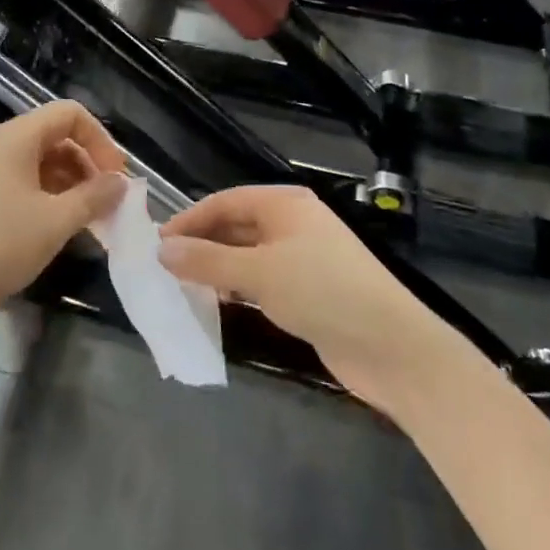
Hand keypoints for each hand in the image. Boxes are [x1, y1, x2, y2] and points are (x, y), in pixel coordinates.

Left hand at [0, 101, 127, 332]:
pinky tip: (58, 227)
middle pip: (55, 136)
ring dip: (69, 183)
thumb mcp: (56, 222)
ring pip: (39, 162)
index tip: (116, 176)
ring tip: (89, 219)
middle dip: (87, 164)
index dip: (100, 140)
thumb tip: (121, 183)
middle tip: (108, 202)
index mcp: (16, 137)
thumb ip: (94, 197)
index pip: (70, 114)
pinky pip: (21, 182)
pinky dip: (47, 196)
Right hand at [158, 184, 446, 413]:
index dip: (190, 220)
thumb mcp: (259, 272)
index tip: (157, 243)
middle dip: (202, 244)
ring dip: (217, 268)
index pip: (225, 202)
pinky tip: (219, 305)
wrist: (392, 347)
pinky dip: (238, 288)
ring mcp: (302, 258)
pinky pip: (262, 280)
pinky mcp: (308, 291)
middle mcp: (292, 224)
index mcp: (284, 204)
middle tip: (165, 267)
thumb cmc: (323, 292)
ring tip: (183, 287)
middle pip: (236, 226)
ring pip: (247, 255)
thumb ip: (208, 260)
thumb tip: (162, 249)